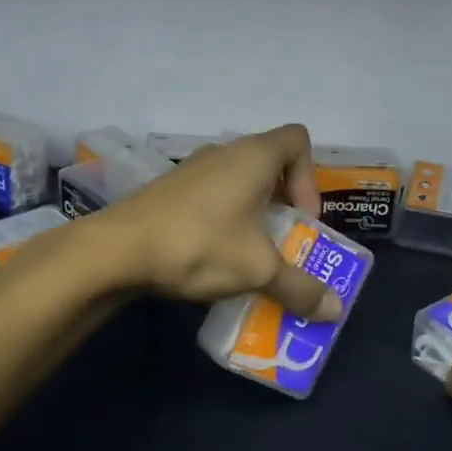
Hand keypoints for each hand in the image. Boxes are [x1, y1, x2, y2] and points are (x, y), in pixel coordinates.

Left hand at [98, 123, 342, 320]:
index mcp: (253, 156)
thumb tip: (335, 310)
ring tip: (252, 256)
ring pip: (238, 184)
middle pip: (270, 164)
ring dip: (253, 216)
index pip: (298, 140)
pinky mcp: (169, 191)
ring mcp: (192, 170)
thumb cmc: (200, 244)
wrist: (116, 250)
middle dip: (284, 204)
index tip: (302, 217)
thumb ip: (300, 288)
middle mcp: (224, 153)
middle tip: (285, 242)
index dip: (310, 177)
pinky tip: (215, 258)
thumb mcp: (258, 270)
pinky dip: (224, 221)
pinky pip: (211, 198)